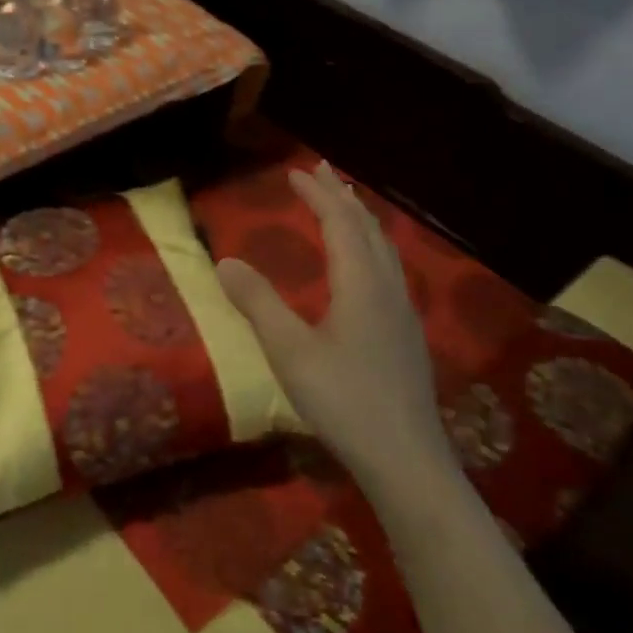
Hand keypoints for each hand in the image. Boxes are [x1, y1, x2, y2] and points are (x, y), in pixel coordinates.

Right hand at [217, 163, 455, 508]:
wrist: (407, 460)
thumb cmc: (344, 401)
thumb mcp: (289, 351)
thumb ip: (257, 303)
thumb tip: (225, 260)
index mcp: (361, 284)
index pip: (340, 223)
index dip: (318, 194)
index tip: (295, 172)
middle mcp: (387, 288)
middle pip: (367, 228)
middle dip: (342, 196)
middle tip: (321, 171)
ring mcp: (403, 312)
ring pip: (384, 249)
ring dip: (360, 219)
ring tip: (344, 205)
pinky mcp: (406, 334)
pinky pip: (388, 268)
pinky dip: (370, 245)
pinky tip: (364, 266)